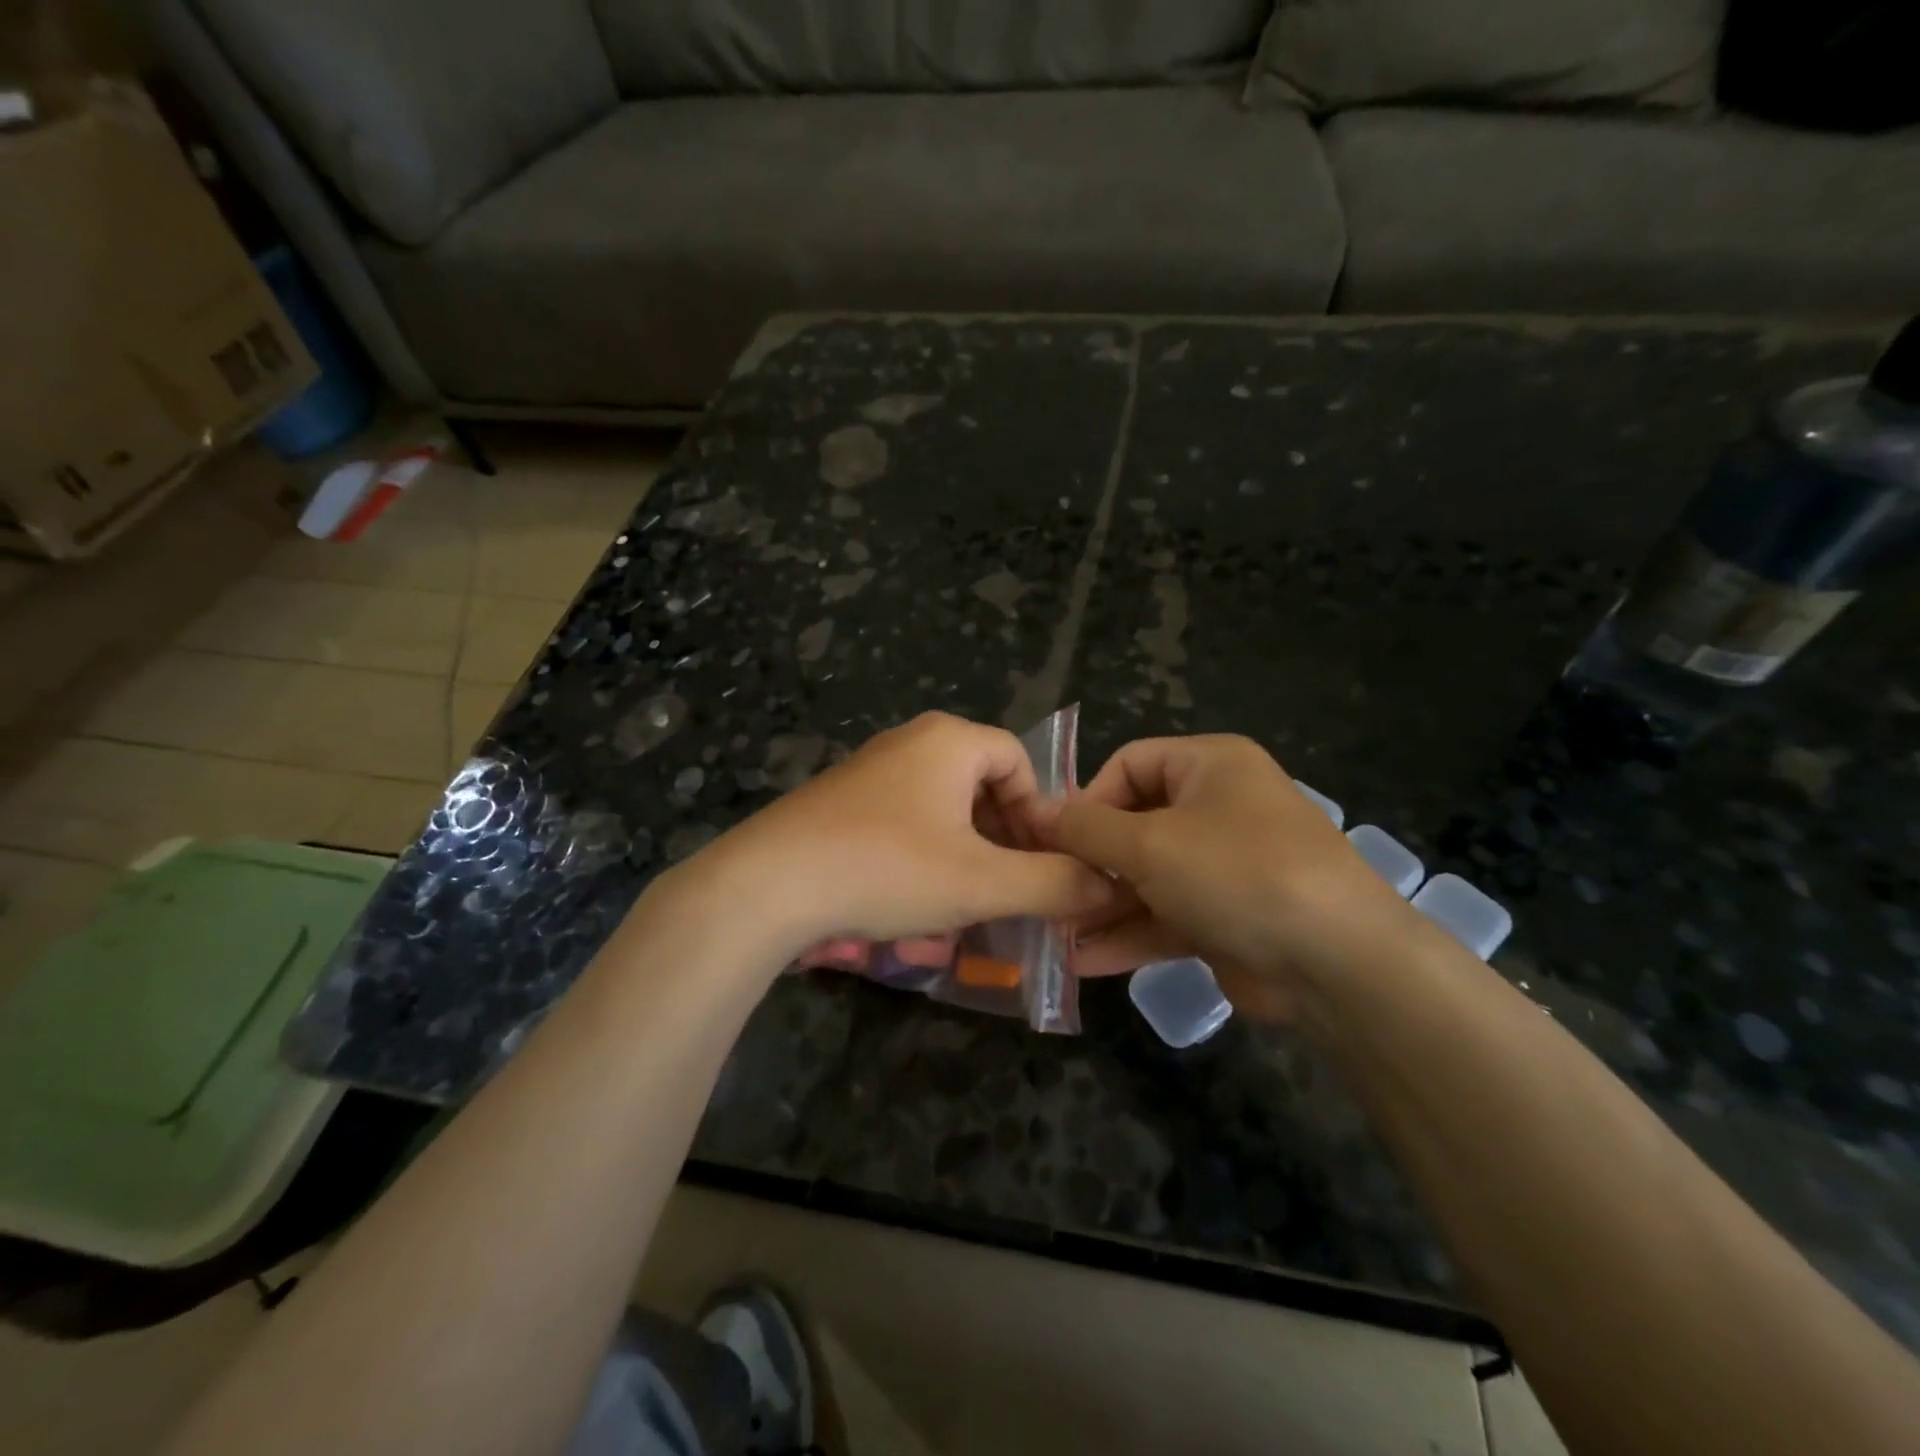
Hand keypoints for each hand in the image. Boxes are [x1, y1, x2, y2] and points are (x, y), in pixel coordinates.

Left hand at [659, 712, 1116, 959]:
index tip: (1040, 865)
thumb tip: (1108, 887)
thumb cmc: (888, 869)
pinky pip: (903, 819)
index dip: (1040, 814)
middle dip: (1004, 838)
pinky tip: (915, 901)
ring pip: (941, 807)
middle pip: (981, 783)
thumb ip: (1054, 884)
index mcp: (949, 741)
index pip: (1020, 761)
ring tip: (968, 903)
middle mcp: (909, 742)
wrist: (768, 884)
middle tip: (1009, 889)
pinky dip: (925, 854)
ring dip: (966, 852)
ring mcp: (869, 770)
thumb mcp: (982, 883)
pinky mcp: (839, 801)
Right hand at [1042, 735, 1414, 1020]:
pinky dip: (1129, 935)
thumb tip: (1036, 812)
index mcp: (1209, 766)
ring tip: (1055, 932)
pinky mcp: (1224, 917)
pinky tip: (1084, 961)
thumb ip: (1086, 829)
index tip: (1055, 840)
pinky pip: (1165, 916)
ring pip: (1146, 877)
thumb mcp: (1150, 844)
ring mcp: (1222, 866)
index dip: (1087, 798)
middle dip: (1088, 862)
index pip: (1129, 764)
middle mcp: (1216, 808)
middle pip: (1133, 824)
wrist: (1337, 963)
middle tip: (1048, 892)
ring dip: (1102, 904)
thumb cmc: (1237, 874)